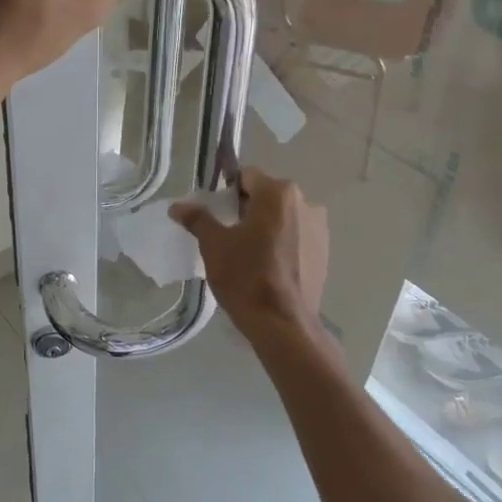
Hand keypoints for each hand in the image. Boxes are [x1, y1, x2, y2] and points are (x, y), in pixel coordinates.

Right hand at [172, 168, 328, 335]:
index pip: (246, 176)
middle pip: (267, 195)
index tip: (216, 213)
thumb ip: (197, 219)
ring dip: (266, 226)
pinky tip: (268, 267)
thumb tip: (177, 206)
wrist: (282, 324)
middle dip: (247, 209)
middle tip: (227, 234)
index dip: (227, 191)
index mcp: (278, 193)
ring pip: (283, 217)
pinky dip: (282, 243)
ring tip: (248, 253)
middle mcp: (305, 202)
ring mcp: (319, 228)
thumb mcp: (214, 245)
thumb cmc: (245, 276)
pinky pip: (296, 237)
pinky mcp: (325, 252)